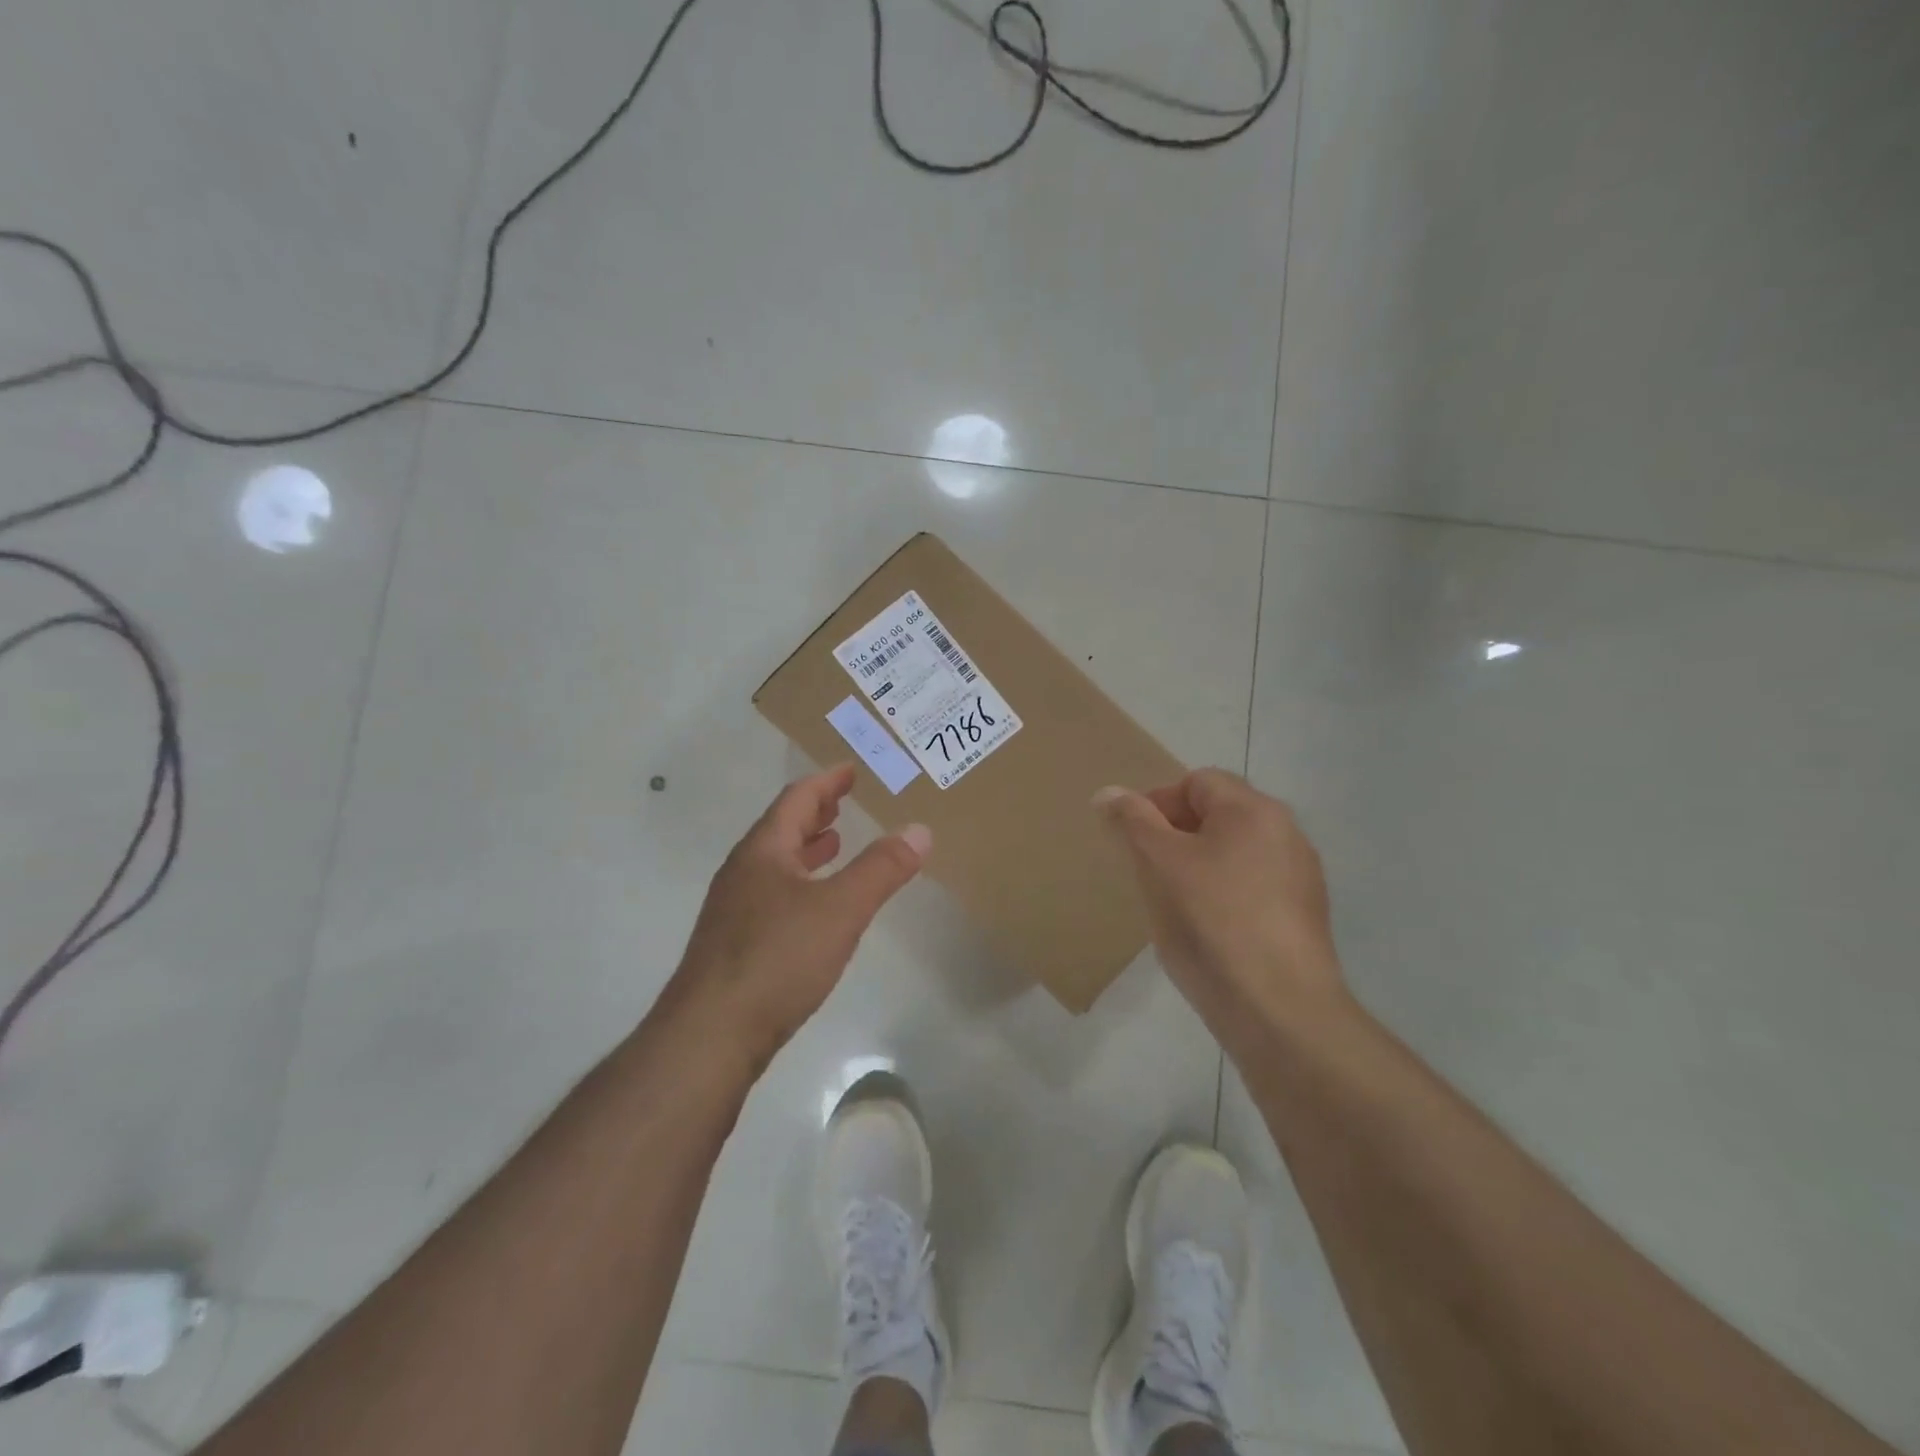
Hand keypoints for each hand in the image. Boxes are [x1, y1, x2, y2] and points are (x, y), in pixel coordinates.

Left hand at [665, 765, 929, 1071]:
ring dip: (806, 849)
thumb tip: (920, 829)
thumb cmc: (777, 959)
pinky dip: (800, 885)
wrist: (710, 1036)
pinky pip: (773, 896)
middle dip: (815, 813)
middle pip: (781, 829)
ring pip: (776, 865)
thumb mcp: (841, 908)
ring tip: (835, 845)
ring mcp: (734, 911)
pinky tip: (816, 909)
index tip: (849, 769)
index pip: (796, 800)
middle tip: (844, 802)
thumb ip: (882, 868)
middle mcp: (742, 873)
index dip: (826, 782)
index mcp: (763, 852)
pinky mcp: (735, 947)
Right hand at [1094, 769, 1347, 1041]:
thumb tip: (1108, 792)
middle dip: (1175, 836)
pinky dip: (1222, 897)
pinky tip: (1205, 932)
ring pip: (1233, 855)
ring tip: (1172, 904)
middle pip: (1218, 816)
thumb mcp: (1158, 864)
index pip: (1196, 781)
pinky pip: (1250, 889)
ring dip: (1197, 867)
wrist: (1279, 1011)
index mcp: (1254, 810)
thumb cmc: (1210, 922)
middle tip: (1147, 871)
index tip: (1132, 841)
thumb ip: (1132, 821)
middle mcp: (1286, 833)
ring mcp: (1300, 878)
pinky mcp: (1301, 918)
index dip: (1157, 802)